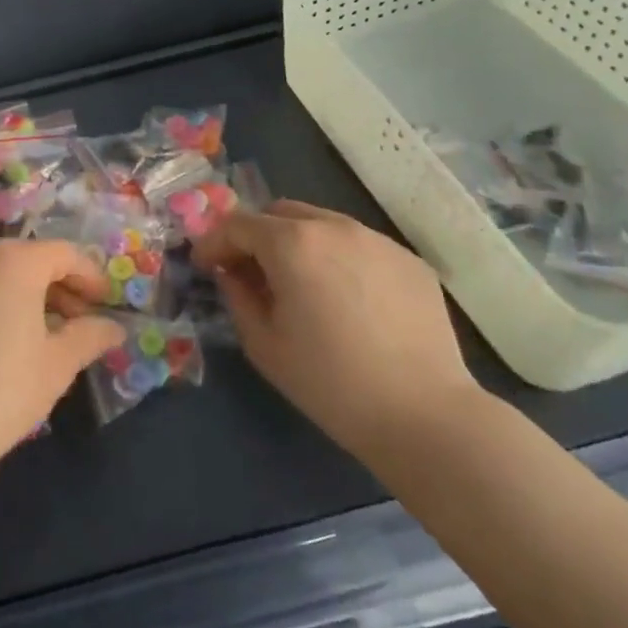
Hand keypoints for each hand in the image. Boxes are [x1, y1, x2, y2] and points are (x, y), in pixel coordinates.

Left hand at [0, 241, 123, 472]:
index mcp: (14, 261)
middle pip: (25, 259)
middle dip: (54, 285)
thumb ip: (90, 336)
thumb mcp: (57, 365)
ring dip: (16, 292)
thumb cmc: (2, 391)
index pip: (64, 254)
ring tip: (31, 331)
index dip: (90, 276)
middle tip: (74, 321)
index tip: (103, 304)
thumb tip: (113, 328)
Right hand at [191, 200, 477, 460]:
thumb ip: (237, 296)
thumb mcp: (263, 344)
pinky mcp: (409, 260)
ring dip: (298, 244)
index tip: (205, 266)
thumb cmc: (329, 382)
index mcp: (293, 243)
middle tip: (249, 272)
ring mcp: (378, 240)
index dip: (214, 243)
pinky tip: (346, 301)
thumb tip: (231, 273)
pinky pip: (360, 246)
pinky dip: (339, 260)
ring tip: (300, 286)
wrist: (423, 414)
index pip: (238, 224)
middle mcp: (335, 227)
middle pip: (280, 213)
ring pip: (322, 224)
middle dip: (256, 236)